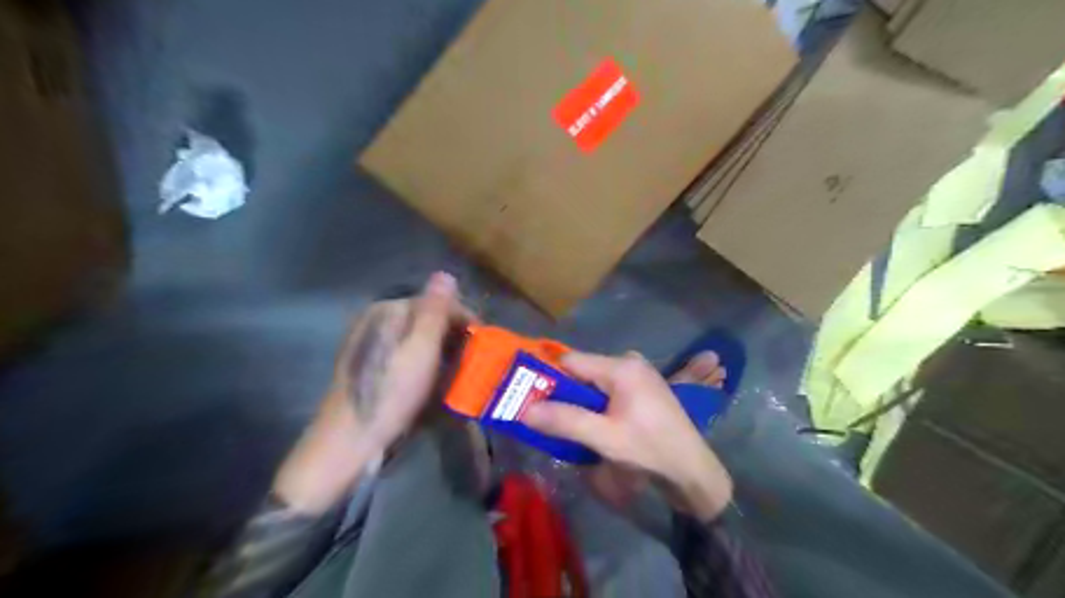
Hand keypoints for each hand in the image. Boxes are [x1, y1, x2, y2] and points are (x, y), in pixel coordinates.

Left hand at [273, 273, 474, 511]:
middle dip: (455, 337)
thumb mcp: (420, 348)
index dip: (464, 319)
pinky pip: (409, 358)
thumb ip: (435, 310)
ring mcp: (374, 348)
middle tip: (477, 362)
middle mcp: (377, 323)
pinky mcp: (374, 370)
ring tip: (462, 374)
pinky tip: (437, 383)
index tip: (485, 342)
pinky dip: (427, 366)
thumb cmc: (392, 392)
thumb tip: (446, 273)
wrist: (351, 442)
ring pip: (420, 341)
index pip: (436, 302)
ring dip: (444, 353)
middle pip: (427, 321)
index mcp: (387, 311)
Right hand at [524, 353, 733, 520]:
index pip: (571, 361)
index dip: (549, 378)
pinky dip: (597, 404)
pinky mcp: (644, 387)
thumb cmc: (650, 449)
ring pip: (595, 381)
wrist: (693, 470)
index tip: (533, 400)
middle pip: (583, 370)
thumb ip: (565, 421)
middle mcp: (630, 361)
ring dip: (581, 401)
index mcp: (621, 366)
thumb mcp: (605, 438)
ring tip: (574, 426)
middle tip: (551, 419)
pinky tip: (597, 424)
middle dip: (565, 393)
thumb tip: (525, 411)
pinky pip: (609, 389)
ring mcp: (639, 374)